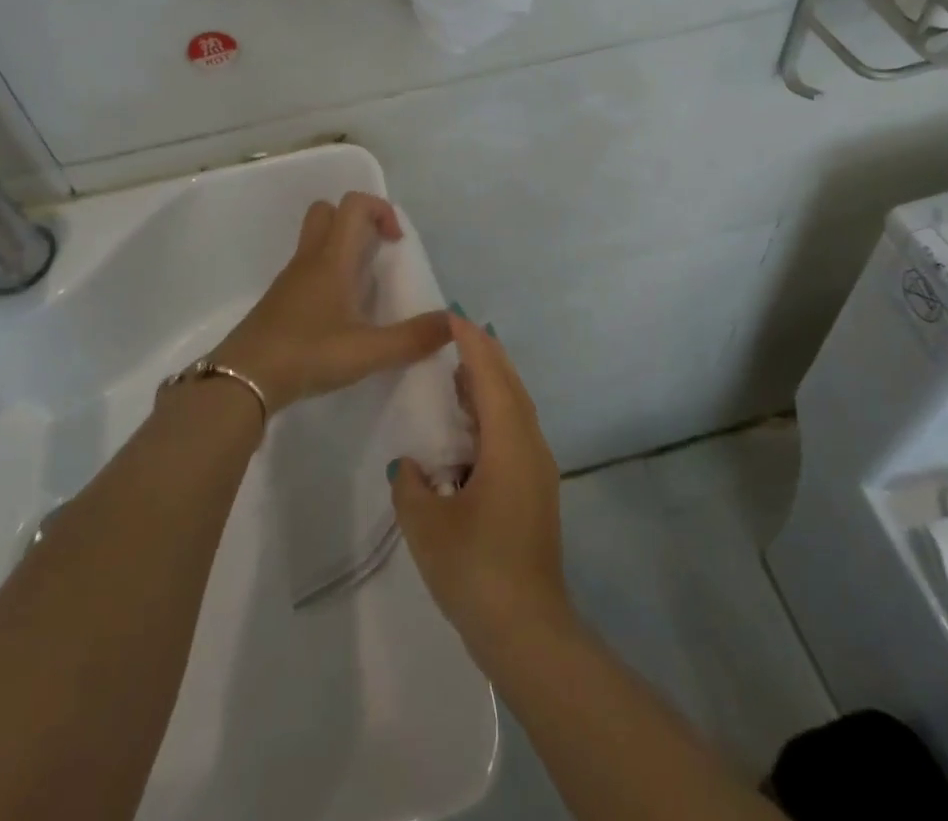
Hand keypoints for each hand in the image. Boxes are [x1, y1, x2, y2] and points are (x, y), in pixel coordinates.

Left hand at [207, 192, 452, 414]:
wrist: (242, 379)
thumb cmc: (308, 353)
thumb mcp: (368, 351)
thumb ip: (413, 338)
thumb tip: (455, 322)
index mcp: (333, 259)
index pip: (355, 204)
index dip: (381, 210)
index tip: (397, 243)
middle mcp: (310, 259)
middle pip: (328, 212)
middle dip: (357, 221)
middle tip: (377, 253)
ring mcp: (290, 279)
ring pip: (315, 240)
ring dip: (342, 248)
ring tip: (363, 287)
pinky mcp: (279, 300)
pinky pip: (307, 268)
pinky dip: (327, 274)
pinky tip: (339, 313)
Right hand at [390, 319, 573, 656]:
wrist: (528, 631)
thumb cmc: (476, 569)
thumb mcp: (427, 525)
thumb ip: (411, 486)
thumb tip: (410, 466)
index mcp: (508, 443)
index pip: (489, 376)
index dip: (471, 343)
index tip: (452, 317)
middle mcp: (530, 446)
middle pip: (510, 385)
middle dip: (485, 354)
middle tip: (456, 332)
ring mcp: (537, 470)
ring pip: (516, 408)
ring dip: (490, 383)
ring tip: (459, 369)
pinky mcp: (536, 491)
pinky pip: (515, 432)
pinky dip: (494, 412)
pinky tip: (470, 425)